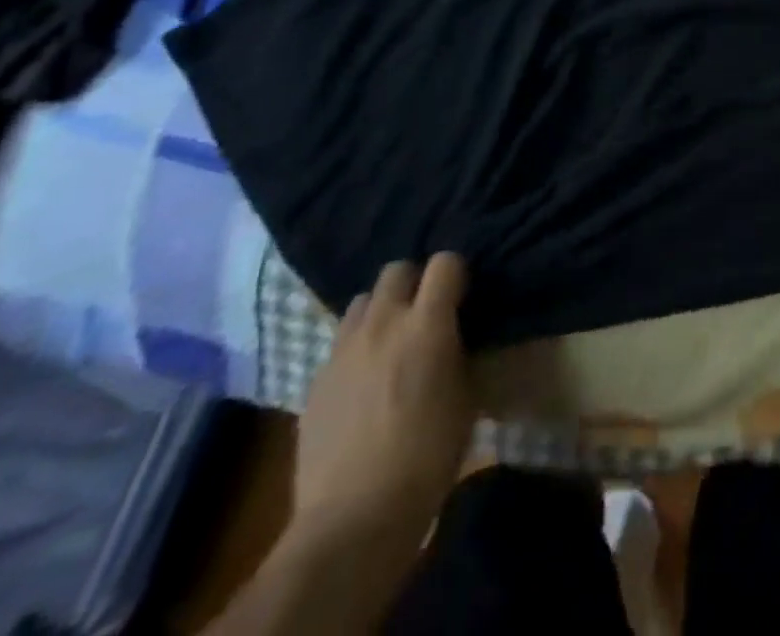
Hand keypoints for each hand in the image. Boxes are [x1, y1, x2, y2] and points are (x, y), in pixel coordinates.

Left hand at [292, 254, 476, 551]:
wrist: (353, 517)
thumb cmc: (428, 456)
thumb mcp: (465, 395)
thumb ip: (458, 350)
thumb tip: (454, 335)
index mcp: (427, 323)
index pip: (445, 262)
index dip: (457, 273)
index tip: (463, 295)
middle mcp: (382, 323)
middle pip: (396, 270)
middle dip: (414, 282)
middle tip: (426, 312)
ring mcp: (342, 350)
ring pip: (362, 301)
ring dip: (381, 311)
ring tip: (391, 340)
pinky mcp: (315, 380)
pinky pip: (340, 342)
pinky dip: (357, 347)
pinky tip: (364, 379)